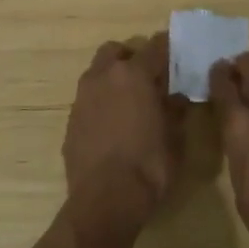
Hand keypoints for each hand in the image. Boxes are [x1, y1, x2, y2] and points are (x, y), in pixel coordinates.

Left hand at [63, 34, 186, 242]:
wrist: (104, 200)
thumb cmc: (148, 165)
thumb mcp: (175, 138)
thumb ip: (176, 110)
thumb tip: (178, 97)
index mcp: (134, 74)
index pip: (155, 46)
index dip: (169, 48)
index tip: (178, 55)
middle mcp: (104, 76)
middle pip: (117, 51)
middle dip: (132, 58)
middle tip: (149, 77)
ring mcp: (83, 97)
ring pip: (98, 72)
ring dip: (113, 78)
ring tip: (130, 102)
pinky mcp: (71, 119)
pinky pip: (88, 99)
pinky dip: (101, 102)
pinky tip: (113, 125)